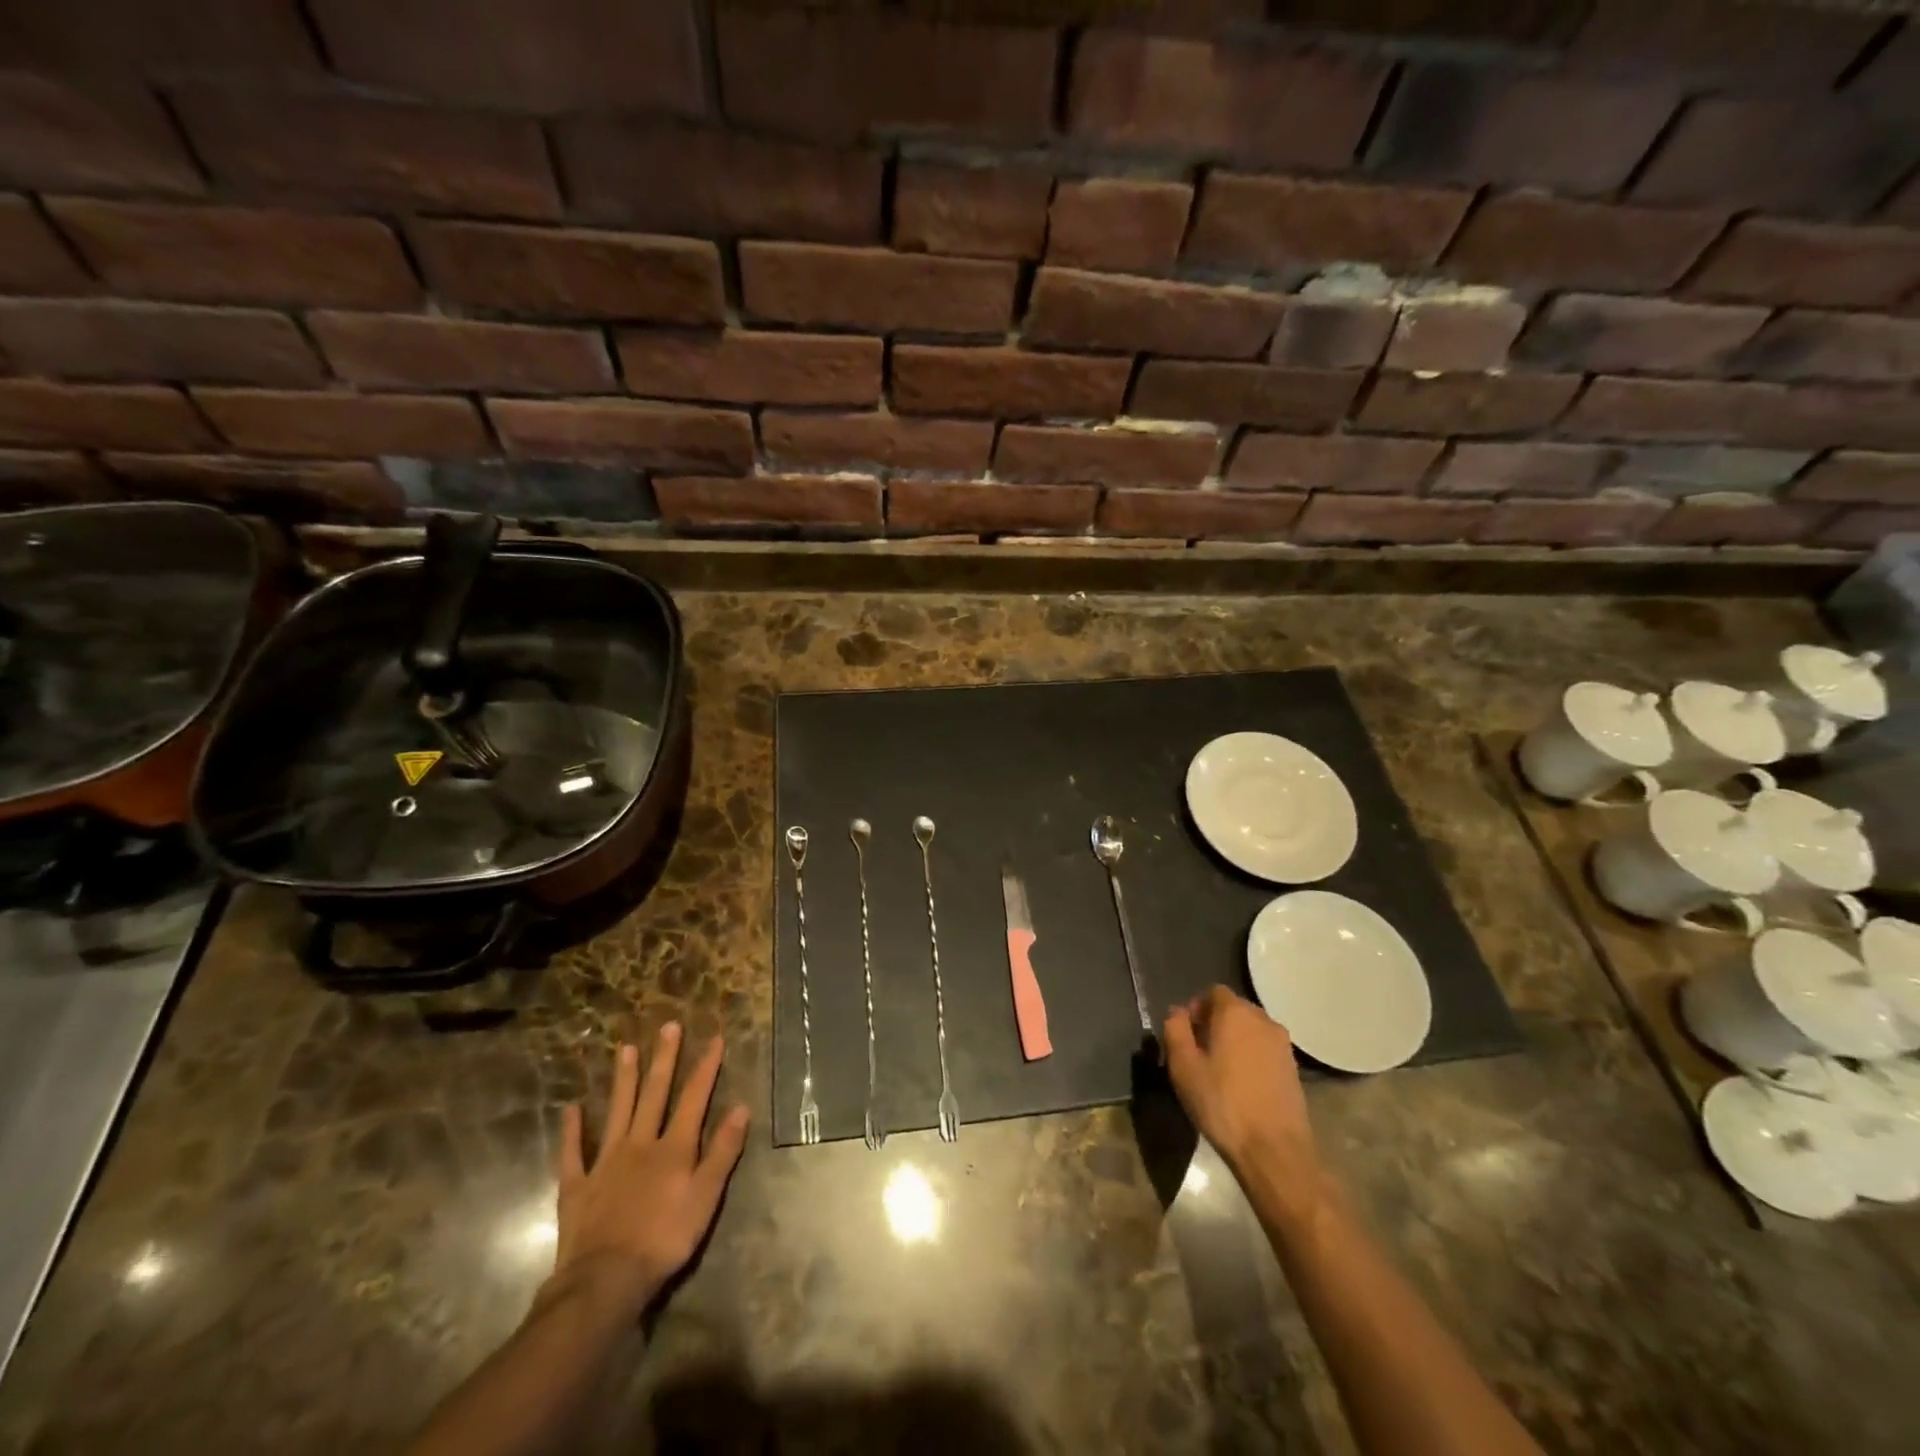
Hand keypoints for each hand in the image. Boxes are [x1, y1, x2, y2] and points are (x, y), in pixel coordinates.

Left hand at [546, 1023, 748, 1315]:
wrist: (605, 1280)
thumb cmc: (665, 1239)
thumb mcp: (706, 1197)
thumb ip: (723, 1152)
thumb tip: (740, 1108)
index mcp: (674, 1148)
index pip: (694, 1098)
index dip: (706, 1067)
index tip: (715, 1038)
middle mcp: (641, 1143)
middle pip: (654, 1094)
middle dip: (664, 1059)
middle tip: (668, 1027)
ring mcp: (606, 1162)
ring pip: (617, 1111)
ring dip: (623, 1080)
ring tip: (625, 1049)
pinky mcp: (578, 1185)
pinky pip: (573, 1152)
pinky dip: (572, 1130)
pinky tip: (571, 1109)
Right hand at [1164, 986, 1320, 1187]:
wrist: (1275, 1150)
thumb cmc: (1222, 1103)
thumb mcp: (1183, 1066)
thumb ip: (1175, 1029)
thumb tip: (1177, 1012)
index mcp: (1235, 1013)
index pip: (1213, 992)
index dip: (1196, 1008)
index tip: (1186, 1034)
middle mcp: (1263, 1020)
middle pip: (1234, 1009)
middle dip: (1214, 1023)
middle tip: (1198, 1052)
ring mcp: (1283, 1045)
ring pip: (1251, 1031)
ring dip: (1234, 1041)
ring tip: (1219, 1071)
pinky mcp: (1294, 1069)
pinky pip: (1265, 1050)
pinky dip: (1251, 1058)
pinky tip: (1241, 1086)